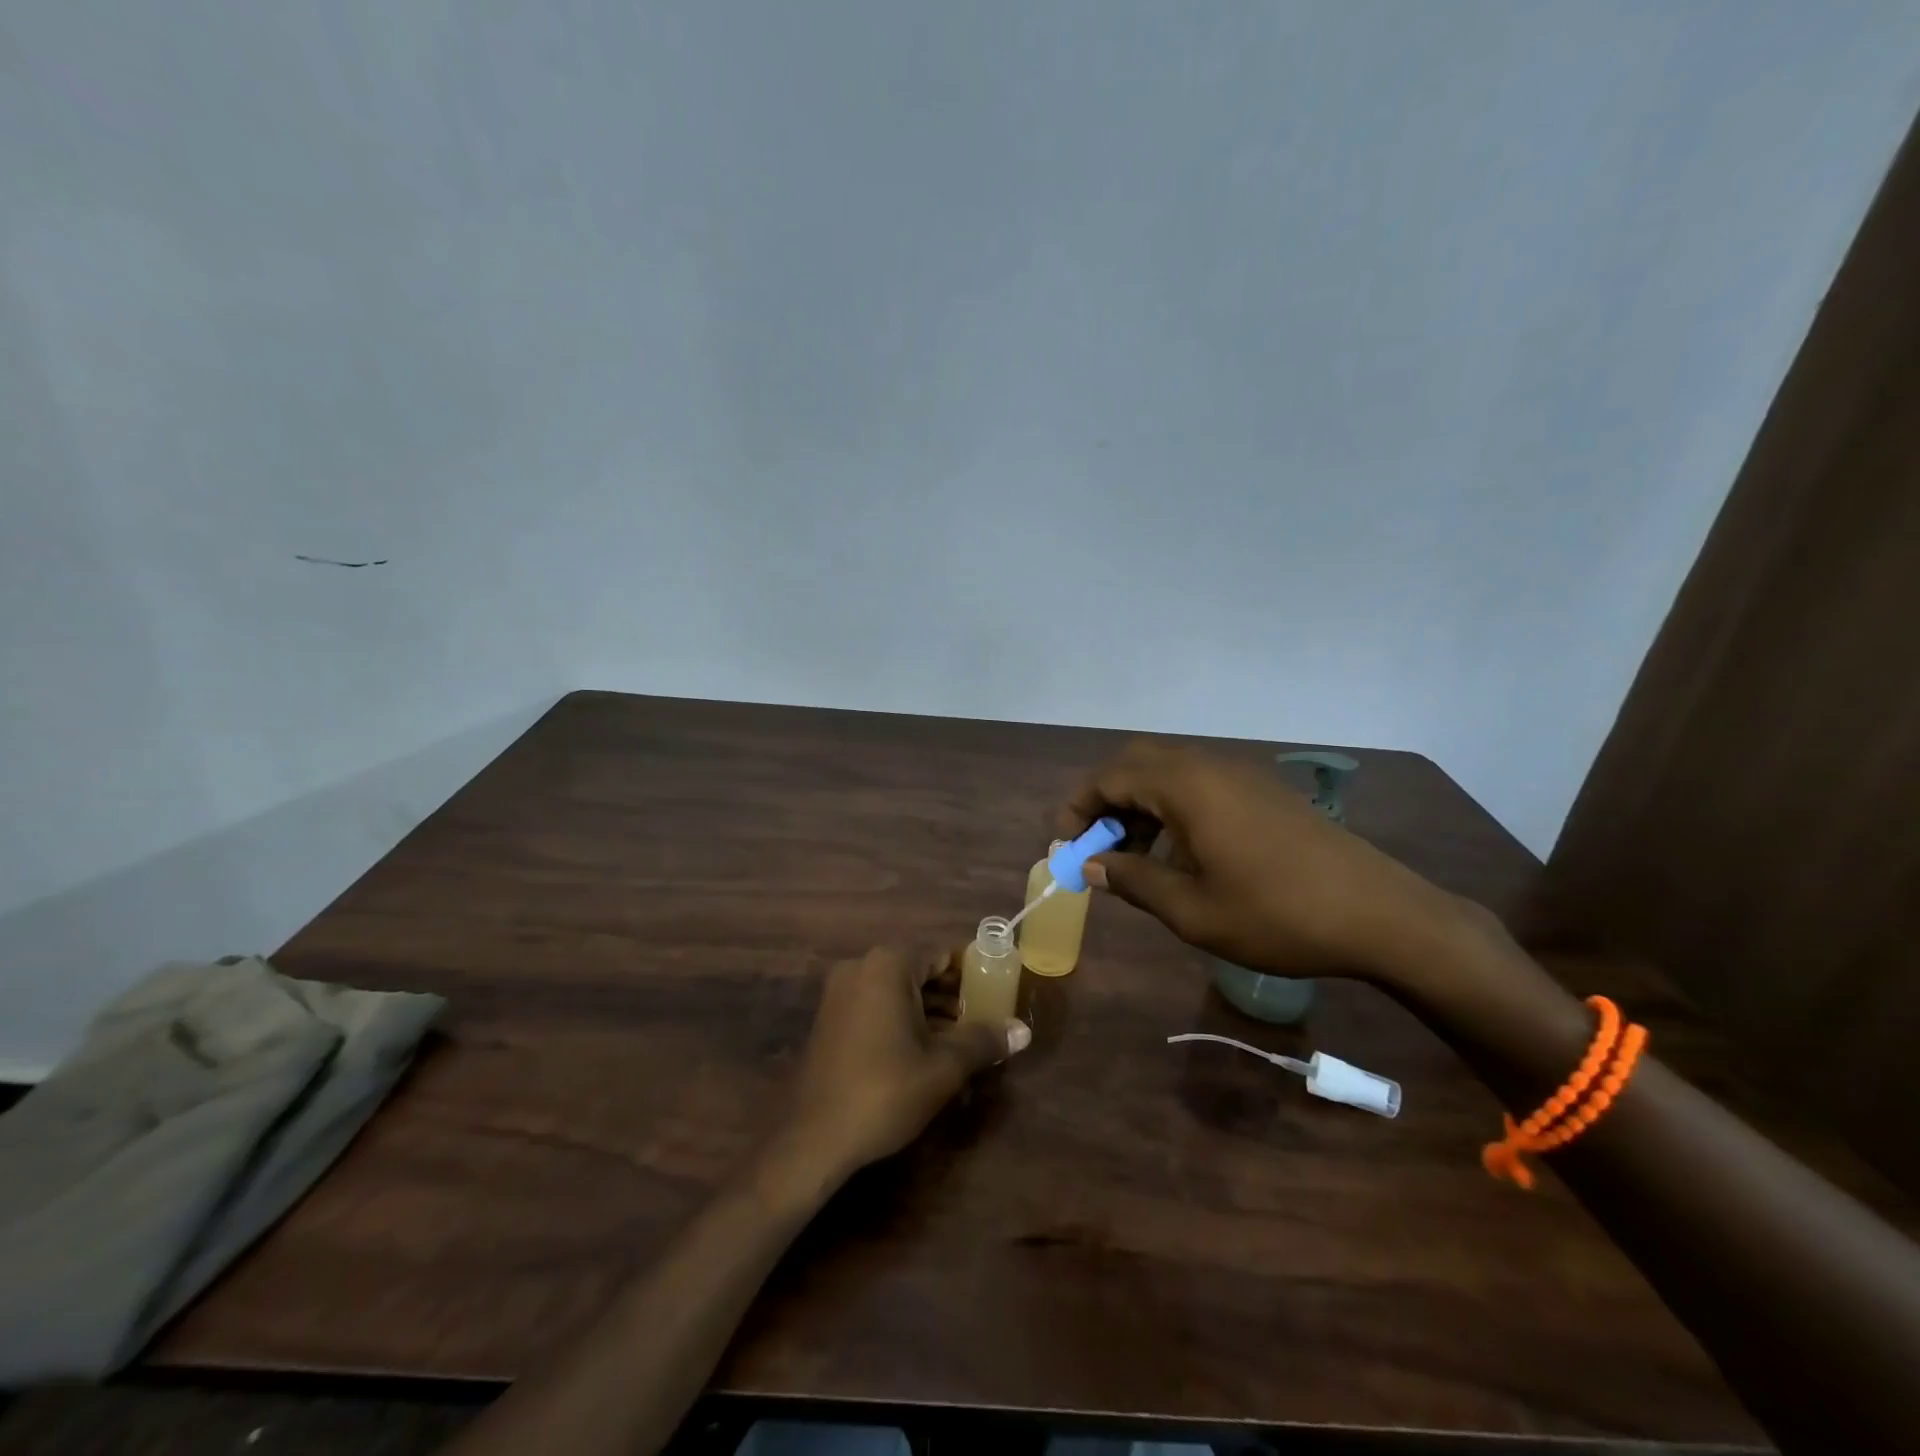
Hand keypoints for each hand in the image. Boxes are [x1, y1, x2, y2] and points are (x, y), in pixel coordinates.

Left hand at [779, 945, 1028, 1181]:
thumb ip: (983, 1041)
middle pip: (921, 970)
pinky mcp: (831, 1018)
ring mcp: (841, 992)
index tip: (1000, 992)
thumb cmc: (884, 1092)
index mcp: (889, 965)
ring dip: (931, 1010)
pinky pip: (878, 1005)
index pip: (944, 954)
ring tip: (964, 1039)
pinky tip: (927, 1050)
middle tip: (986, 1019)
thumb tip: (1022, 1031)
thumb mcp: (943, 1067)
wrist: (811, 1138)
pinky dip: (904, 1019)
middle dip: (954, 994)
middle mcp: (862, 967)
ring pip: (899, 990)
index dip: (975, 972)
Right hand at [1059, 740, 1459, 981]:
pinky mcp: (1264, 791)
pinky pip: (1200, 783)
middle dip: (1106, 799)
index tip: (1066, 846)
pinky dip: (1173, 807)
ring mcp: (1241, 774)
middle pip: (1137, 762)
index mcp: (1186, 786)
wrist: (1381, 915)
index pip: (1110, 777)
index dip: (1078, 808)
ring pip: (1169, 771)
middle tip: (1098, 845)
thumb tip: (1092, 866)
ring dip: (1140, 804)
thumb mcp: (1192, 912)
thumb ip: (1134, 881)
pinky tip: (1183, 853)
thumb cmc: (1278, 915)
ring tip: (1137, 857)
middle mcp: (1210, 766)